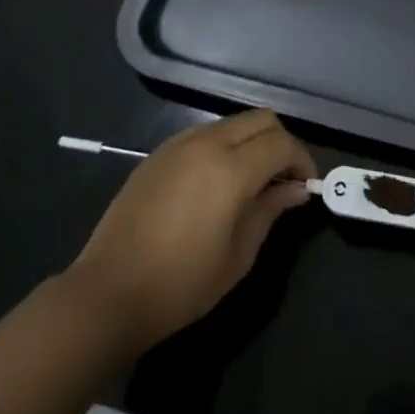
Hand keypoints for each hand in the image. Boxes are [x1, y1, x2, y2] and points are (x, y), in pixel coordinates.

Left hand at [67, 110, 315, 350]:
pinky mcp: (158, 154)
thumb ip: (270, 210)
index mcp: (230, 169)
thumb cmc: (181, 284)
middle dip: (281, 142)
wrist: (108, 293)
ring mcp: (178, 145)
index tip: (306, 185)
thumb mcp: (238, 254)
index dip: (302, 160)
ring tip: (254, 180)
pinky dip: (224, 146)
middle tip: (284, 178)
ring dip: (252, 141)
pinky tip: (219, 181)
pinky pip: (204, 134)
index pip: (281, 143)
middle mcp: (206, 144)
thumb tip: (296, 189)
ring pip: (232, 123)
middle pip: (260, 120)